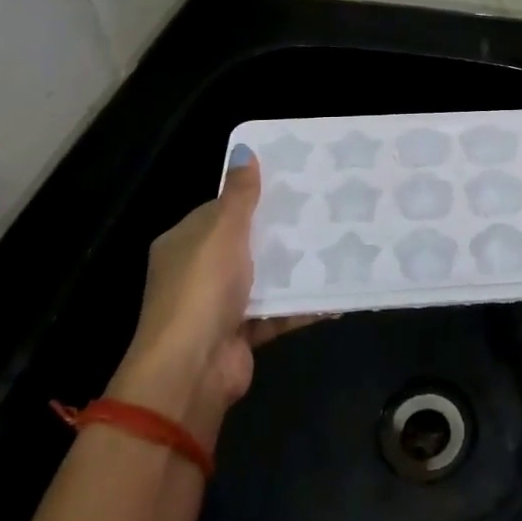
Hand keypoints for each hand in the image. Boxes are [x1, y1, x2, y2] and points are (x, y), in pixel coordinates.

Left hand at [107, 146, 312, 439]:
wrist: (191, 370)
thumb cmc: (202, 289)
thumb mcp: (222, 231)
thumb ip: (239, 195)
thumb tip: (244, 150)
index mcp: (184, 243)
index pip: (219, 211)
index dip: (251, 197)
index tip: (291, 184)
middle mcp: (198, 273)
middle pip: (245, 244)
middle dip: (280, 232)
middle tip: (324, 211)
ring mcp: (220, 306)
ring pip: (264, 279)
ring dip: (295, 268)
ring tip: (337, 246)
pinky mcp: (242, 334)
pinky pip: (278, 312)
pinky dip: (303, 305)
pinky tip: (336, 294)